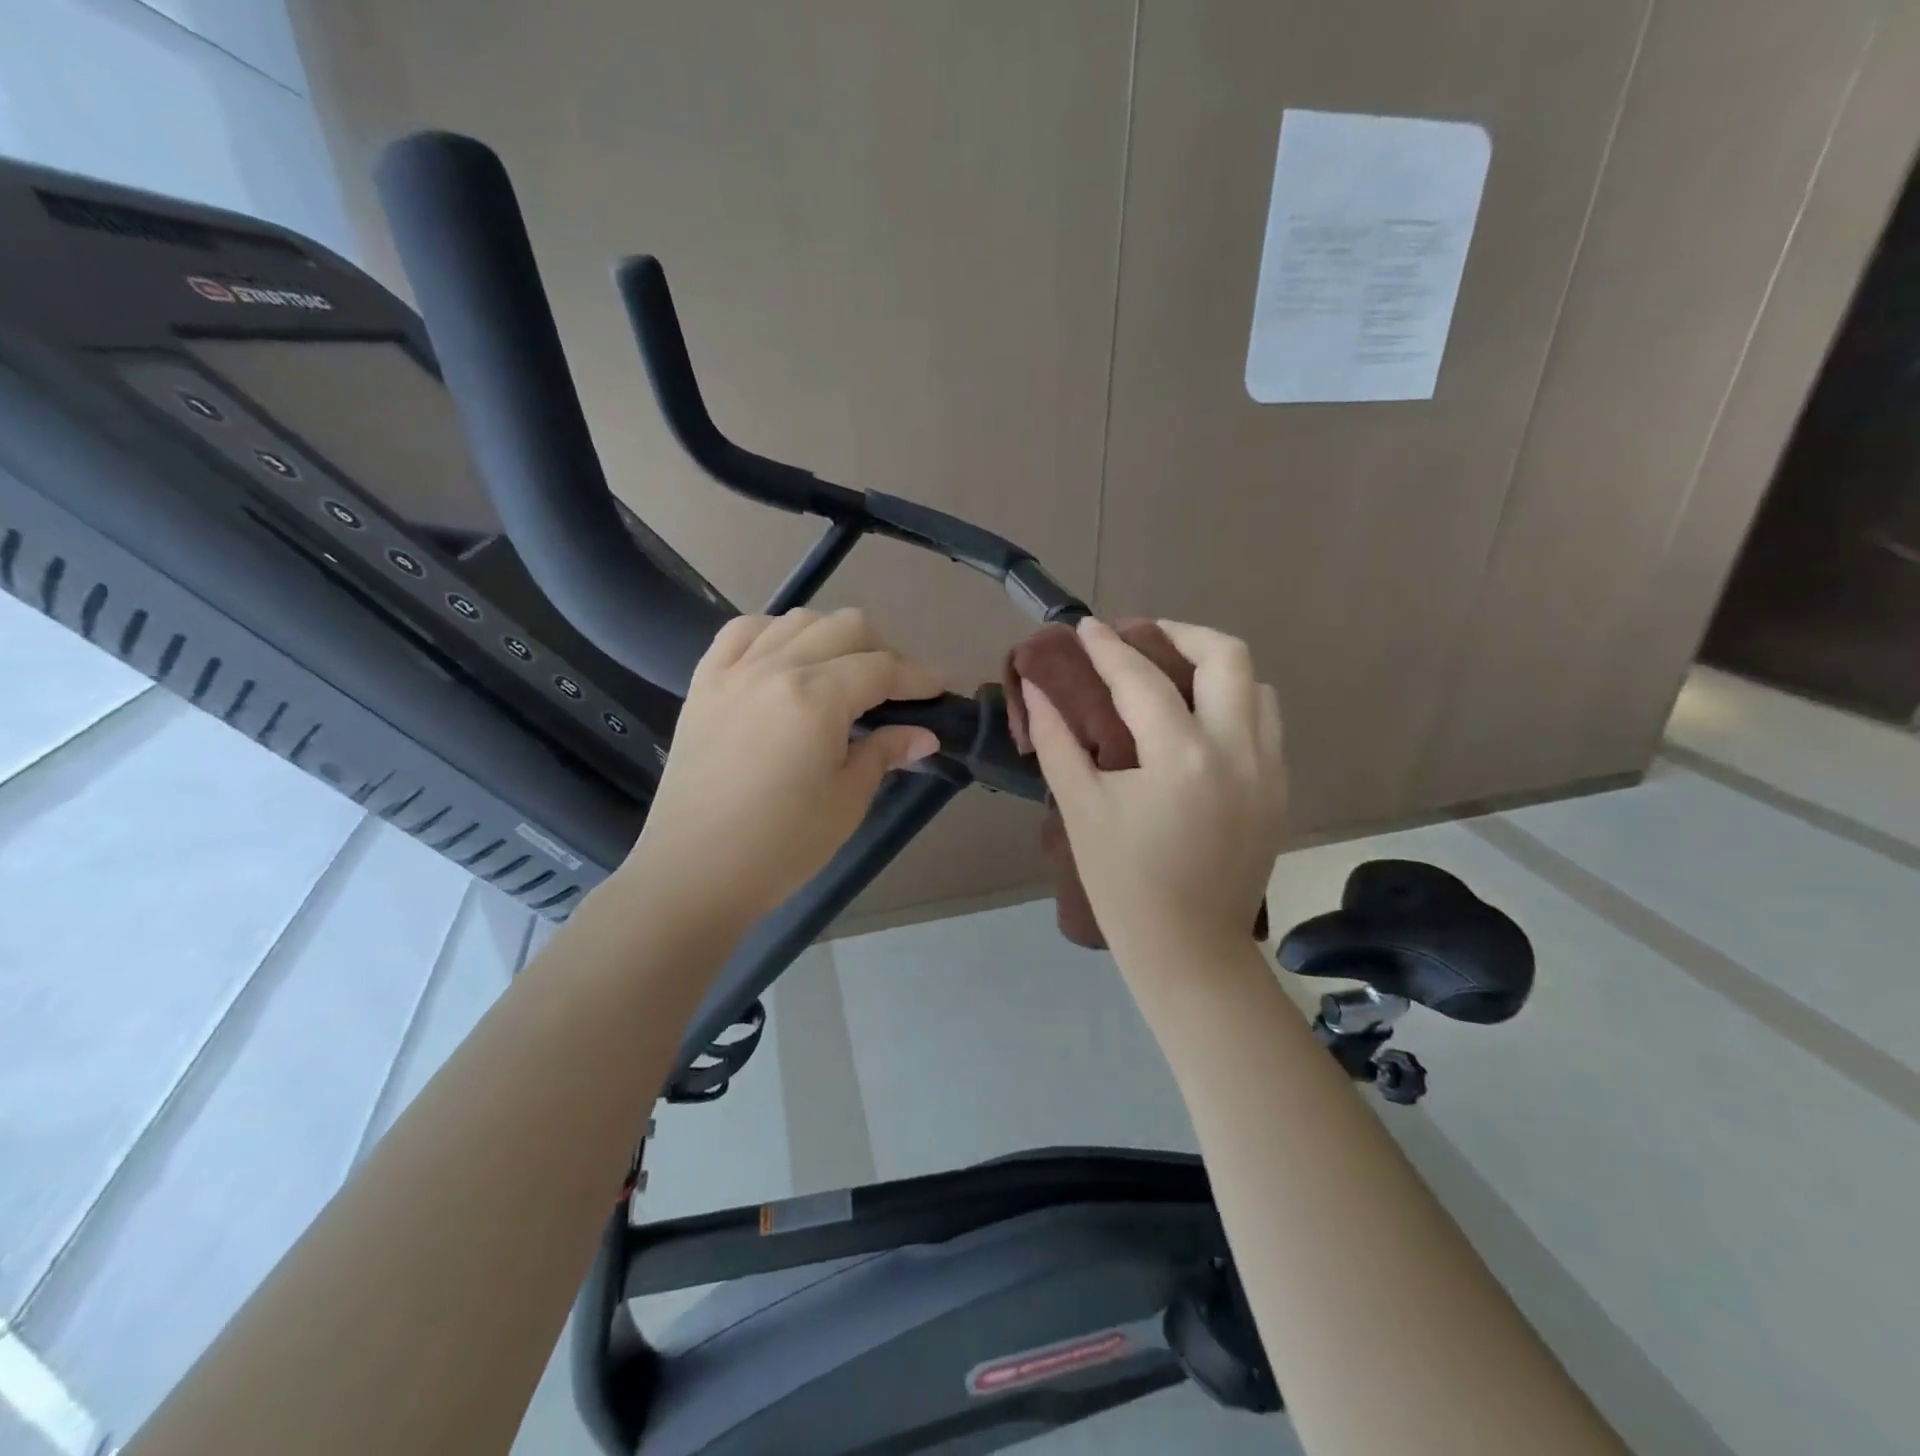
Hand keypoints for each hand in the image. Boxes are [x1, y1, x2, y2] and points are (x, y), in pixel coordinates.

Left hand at [620, 608, 942, 927]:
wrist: (694, 872)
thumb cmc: (781, 845)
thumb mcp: (847, 800)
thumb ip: (884, 753)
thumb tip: (923, 735)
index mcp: (816, 698)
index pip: (882, 668)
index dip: (918, 676)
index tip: (940, 690)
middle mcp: (775, 668)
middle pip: (845, 628)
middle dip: (883, 651)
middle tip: (895, 690)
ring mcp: (734, 670)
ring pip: (797, 621)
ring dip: (832, 638)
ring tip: (842, 673)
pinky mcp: (704, 683)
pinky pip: (742, 632)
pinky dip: (774, 633)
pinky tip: (786, 658)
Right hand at [1022, 618, 1285, 966]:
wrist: (1189, 948)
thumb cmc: (1124, 884)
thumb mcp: (1080, 808)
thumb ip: (1058, 740)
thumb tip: (1039, 688)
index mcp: (1182, 756)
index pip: (1141, 678)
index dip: (1108, 647)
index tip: (1086, 626)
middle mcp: (1238, 749)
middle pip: (1226, 656)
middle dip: (1180, 633)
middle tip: (1140, 637)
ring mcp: (1269, 769)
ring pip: (1257, 686)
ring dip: (1214, 667)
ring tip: (1172, 674)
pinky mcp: (1280, 790)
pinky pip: (1266, 723)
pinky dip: (1234, 704)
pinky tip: (1198, 721)